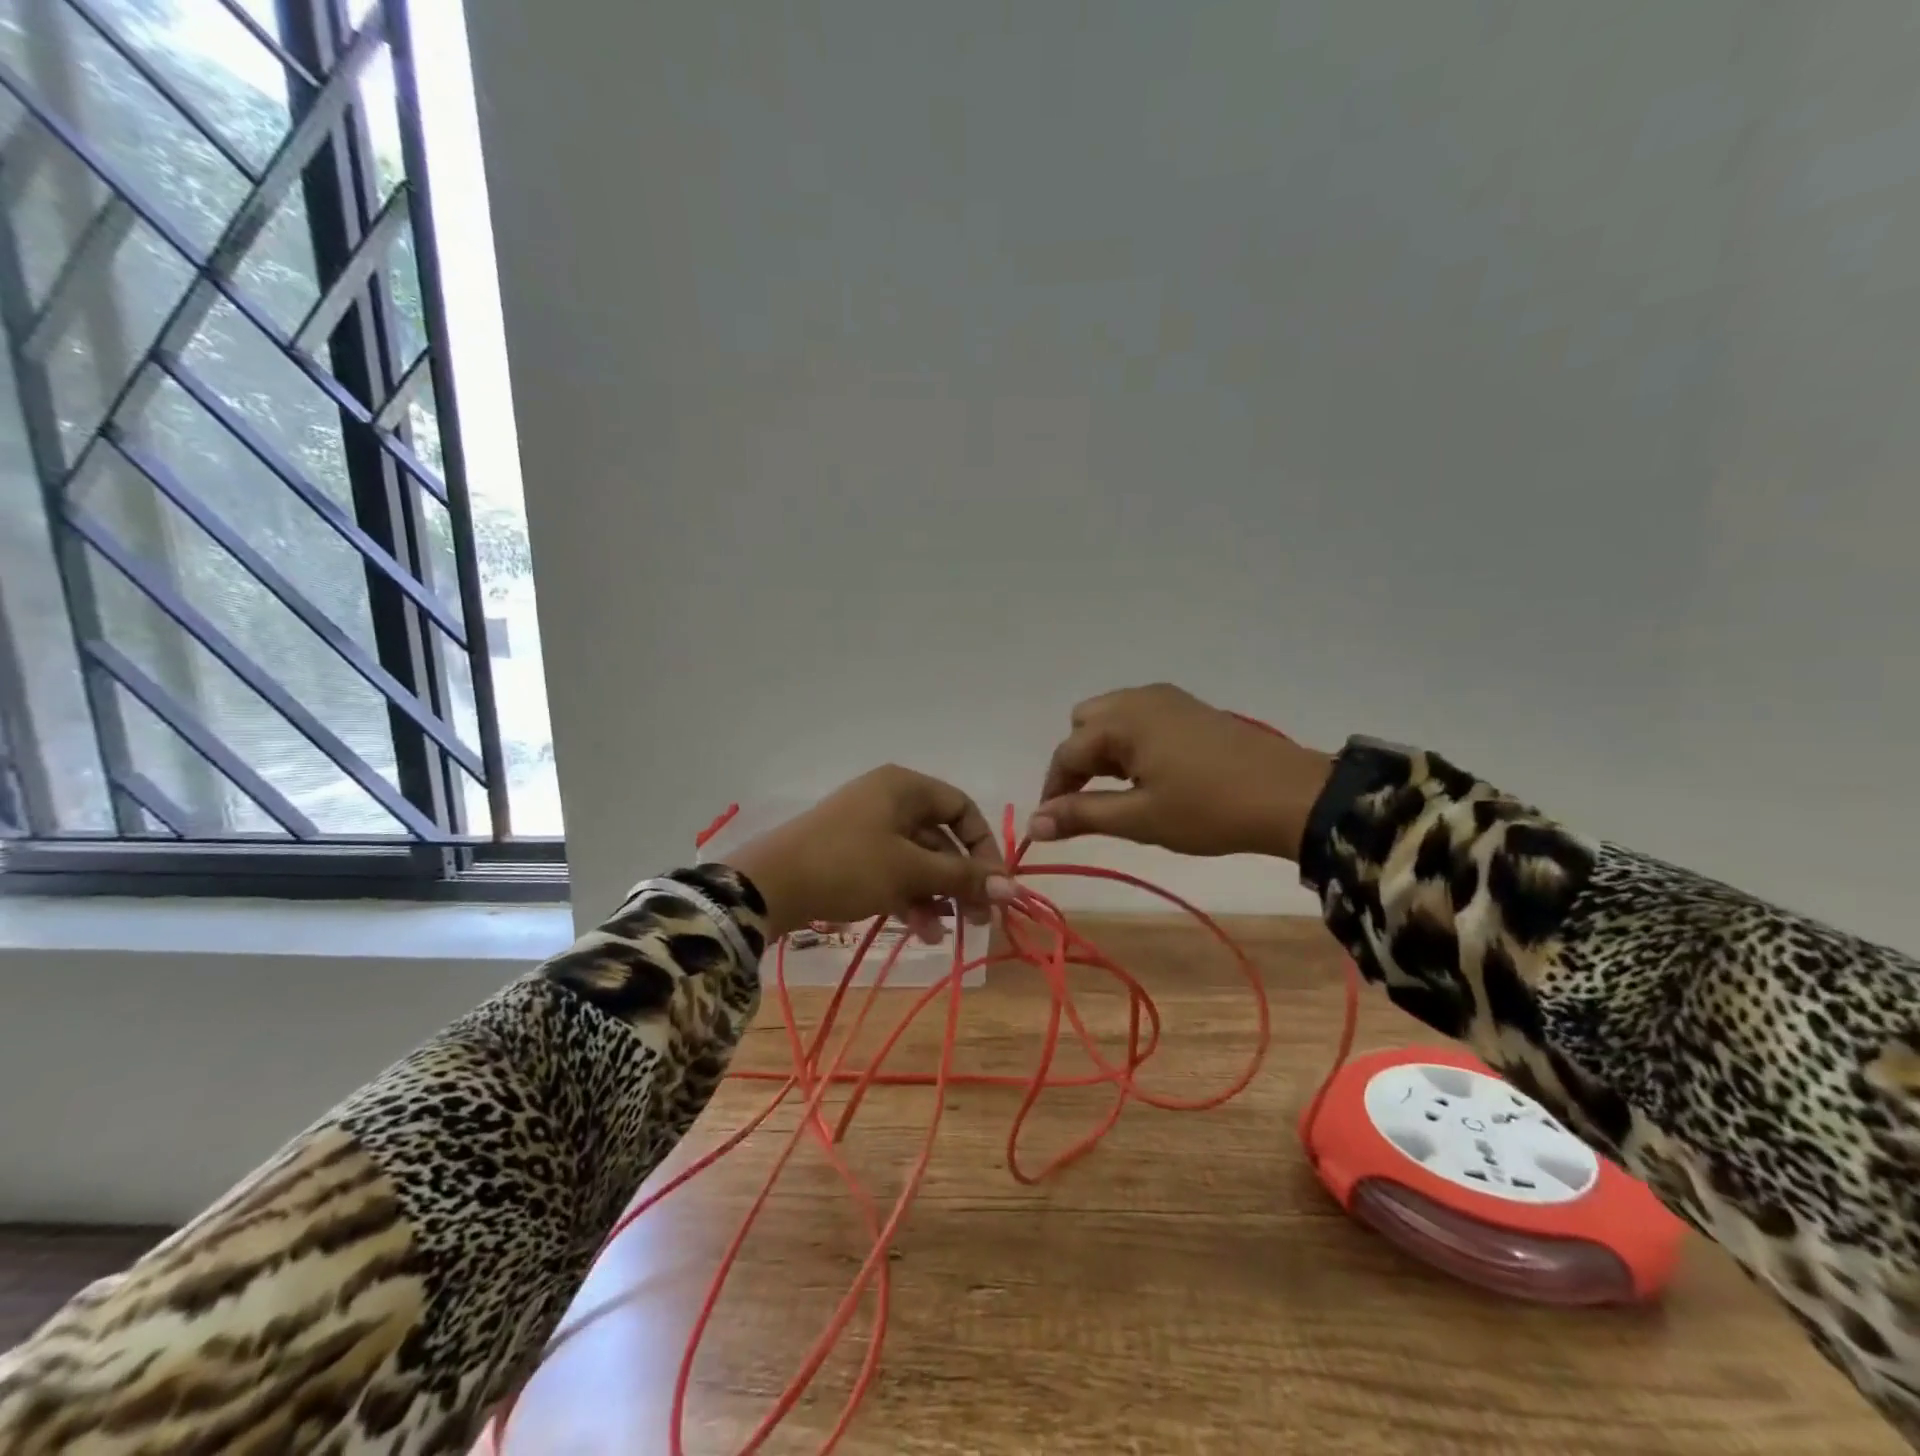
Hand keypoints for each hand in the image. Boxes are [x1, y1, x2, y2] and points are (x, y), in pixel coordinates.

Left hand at [722, 766, 1014, 942]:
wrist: (769, 885)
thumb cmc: (849, 864)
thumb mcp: (911, 870)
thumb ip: (963, 877)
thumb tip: (1014, 888)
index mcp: (905, 787)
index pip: (962, 809)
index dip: (984, 847)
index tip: (996, 885)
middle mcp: (889, 800)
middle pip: (941, 838)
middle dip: (961, 880)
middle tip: (980, 918)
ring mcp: (867, 828)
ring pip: (917, 860)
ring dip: (936, 896)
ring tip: (944, 933)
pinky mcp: (850, 855)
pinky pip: (892, 872)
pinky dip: (908, 898)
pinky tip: (919, 931)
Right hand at [1031, 684, 1334, 860]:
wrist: (1291, 796)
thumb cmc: (1209, 809)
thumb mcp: (1141, 818)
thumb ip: (1083, 815)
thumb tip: (1034, 822)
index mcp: (1123, 720)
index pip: (1067, 752)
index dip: (1054, 789)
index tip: (1050, 824)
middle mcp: (1139, 698)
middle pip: (1085, 724)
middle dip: (1077, 761)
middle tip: (1087, 802)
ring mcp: (1168, 699)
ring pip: (1113, 719)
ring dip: (1103, 752)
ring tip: (1118, 792)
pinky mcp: (1190, 709)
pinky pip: (1140, 719)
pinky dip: (1129, 743)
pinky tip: (1148, 775)